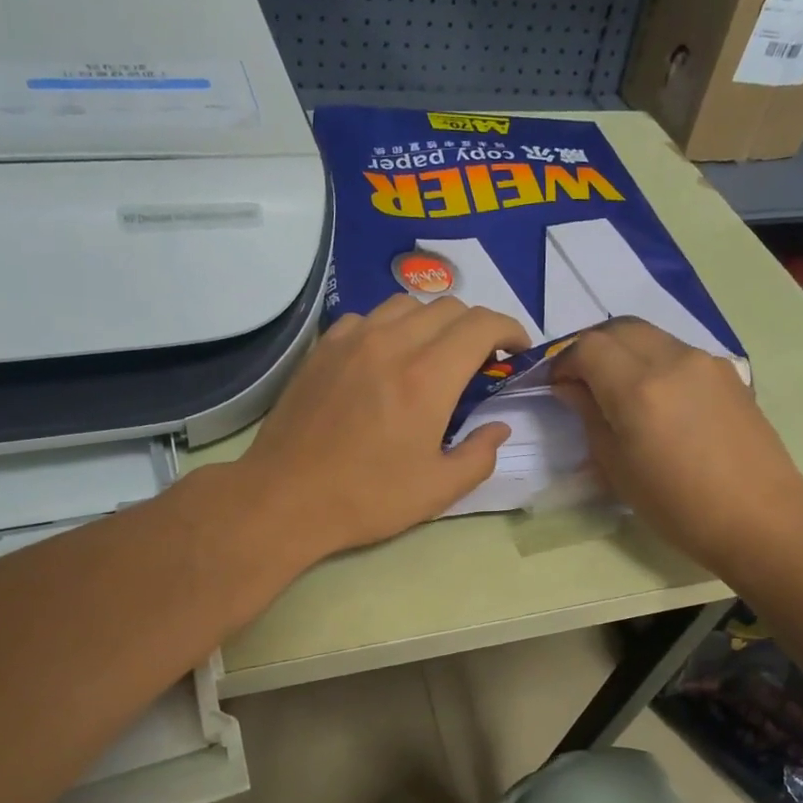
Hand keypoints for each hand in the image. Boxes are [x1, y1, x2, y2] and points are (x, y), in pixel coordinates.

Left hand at [239, 294, 530, 557]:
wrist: (285, 498)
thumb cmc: (367, 498)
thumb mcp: (438, 490)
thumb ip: (480, 455)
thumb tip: (498, 428)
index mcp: (428, 377)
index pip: (482, 324)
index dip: (509, 330)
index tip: (516, 351)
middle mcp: (392, 343)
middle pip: (449, 307)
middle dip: (475, 327)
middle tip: (479, 361)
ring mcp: (352, 340)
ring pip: (406, 304)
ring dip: (433, 322)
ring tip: (433, 355)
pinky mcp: (323, 347)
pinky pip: (367, 317)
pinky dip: (390, 328)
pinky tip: (385, 359)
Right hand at [551, 319, 802, 575]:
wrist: (761, 518)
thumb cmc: (678, 507)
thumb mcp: (617, 469)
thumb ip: (590, 417)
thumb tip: (572, 388)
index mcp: (638, 388)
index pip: (588, 347)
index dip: (564, 361)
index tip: (557, 386)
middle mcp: (672, 360)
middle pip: (619, 328)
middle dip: (591, 347)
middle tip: (581, 380)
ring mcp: (705, 362)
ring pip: (650, 335)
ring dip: (623, 351)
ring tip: (616, 388)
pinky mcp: (728, 372)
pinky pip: (677, 351)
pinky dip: (653, 361)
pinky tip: (655, 398)